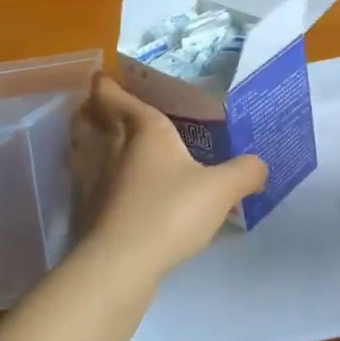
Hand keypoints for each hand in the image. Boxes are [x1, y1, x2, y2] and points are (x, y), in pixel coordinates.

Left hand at [68, 73, 266, 279]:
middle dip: (90, 107)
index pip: (116, 97)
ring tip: (95, 134)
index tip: (102, 76)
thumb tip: (261, 166)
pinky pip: (81, 178)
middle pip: (88, 118)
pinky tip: (103, 181)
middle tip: (99, 103)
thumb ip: (245, 172)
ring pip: (79, 146)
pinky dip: (86, 170)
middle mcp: (110, 147)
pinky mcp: (83, 210)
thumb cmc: (170, 212)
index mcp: (143, 130)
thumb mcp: (222, 189)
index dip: (107, 85)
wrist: (121, 264)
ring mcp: (90, 179)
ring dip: (82, 135)